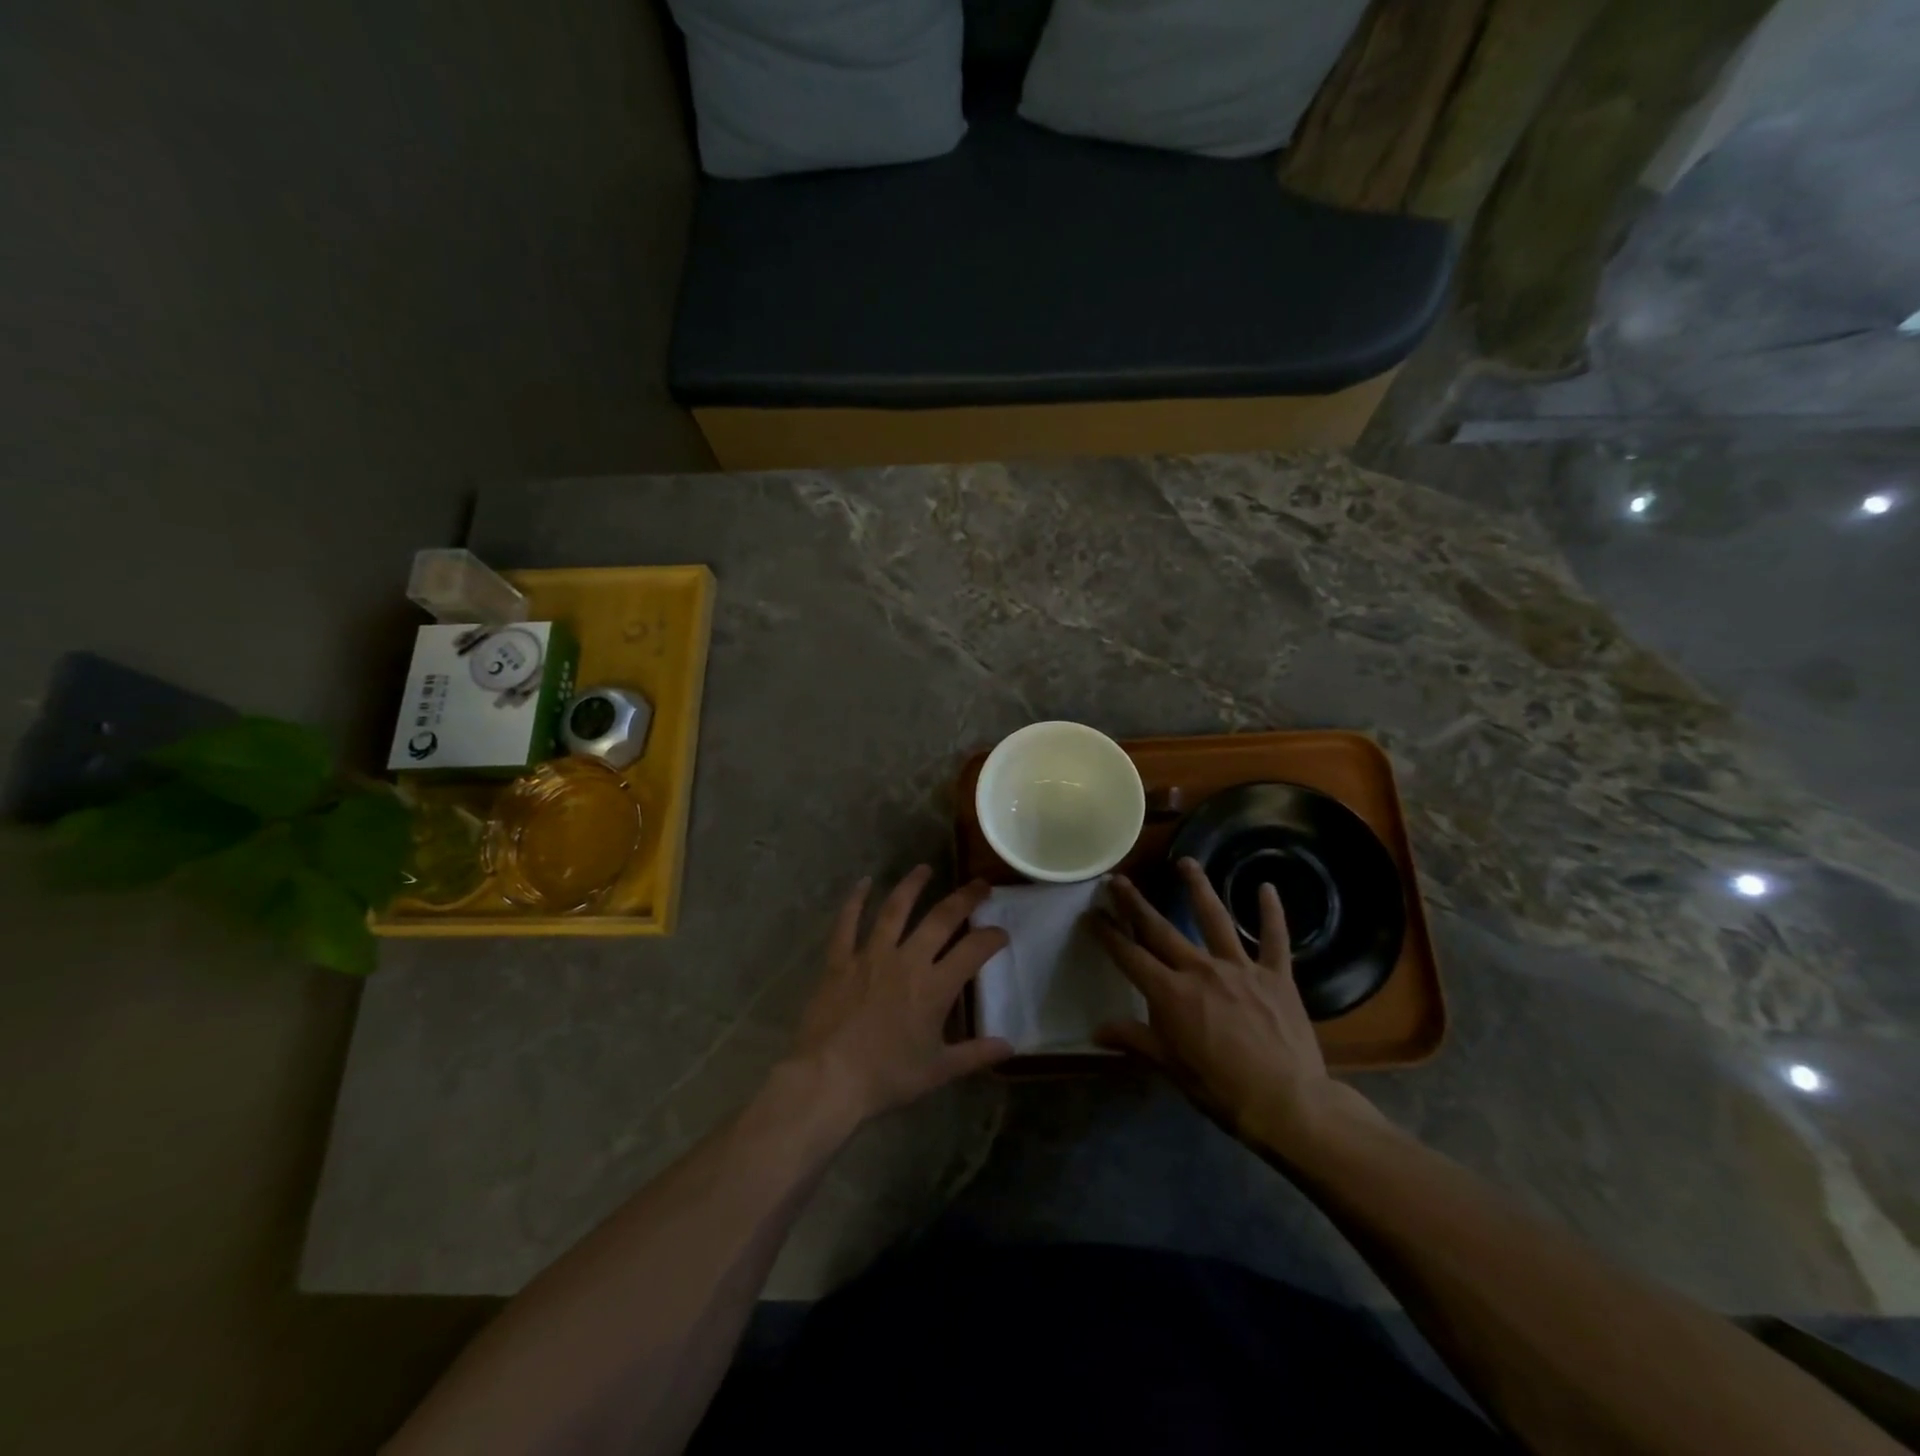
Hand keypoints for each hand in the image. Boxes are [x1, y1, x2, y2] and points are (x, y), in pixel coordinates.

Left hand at [788, 866, 1013, 1129]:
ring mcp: (870, 955)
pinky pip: (847, 923)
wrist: (830, 1079)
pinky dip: (855, 900)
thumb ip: (975, 1054)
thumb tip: (1009, 1046)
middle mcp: (907, 960)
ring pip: (895, 910)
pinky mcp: (840, 960)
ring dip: (912, 885)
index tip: (1001, 933)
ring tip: (924, 868)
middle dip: (965, 898)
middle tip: (980, 884)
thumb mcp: (938, 1070)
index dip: (992, 937)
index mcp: (935, 987)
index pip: (974, 950)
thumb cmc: (887, 1076)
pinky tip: (864, 882)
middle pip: (941, 918)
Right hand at [1092, 858, 1379, 1155]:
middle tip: (1118, 879)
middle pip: (1161, 929)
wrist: (1288, 1104)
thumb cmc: (1221, 1090)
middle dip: (1135, 903)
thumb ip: (1134, 1040)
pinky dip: (1271, 913)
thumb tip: (1096, 1030)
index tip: (1091, 914)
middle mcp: (1200, 969)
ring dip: (1198, 888)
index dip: (1107, 934)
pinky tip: (1266, 888)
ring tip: (1186, 862)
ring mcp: (1240, 968)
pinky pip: (1274, 938)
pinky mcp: (1276, 975)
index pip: (1129, 956)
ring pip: (1215, 918)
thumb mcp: (1170, 1067)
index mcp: (1171, 994)